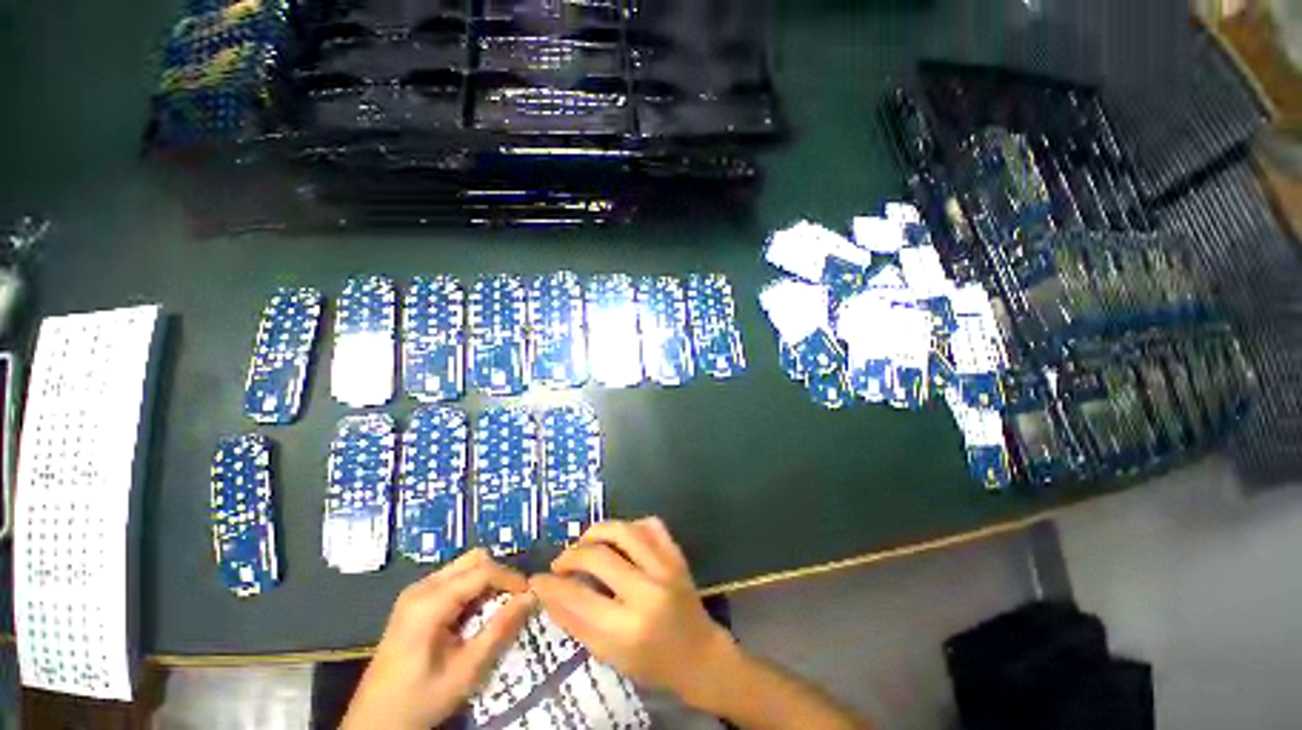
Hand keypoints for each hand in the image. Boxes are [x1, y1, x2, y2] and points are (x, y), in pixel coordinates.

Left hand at [341, 549, 533, 729]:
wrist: (374, 723)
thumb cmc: (421, 699)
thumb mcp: (465, 671)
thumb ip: (499, 630)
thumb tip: (531, 597)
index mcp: (429, 603)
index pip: (481, 571)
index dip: (510, 578)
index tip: (530, 594)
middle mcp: (421, 587)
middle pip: (473, 560)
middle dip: (499, 575)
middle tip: (513, 600)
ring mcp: (415, 592)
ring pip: (464, 566)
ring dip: (486, 581)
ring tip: (498, 608)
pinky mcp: (414, 601)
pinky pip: (453, 579)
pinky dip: (472, 588)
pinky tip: (476, 613)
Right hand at [528, 518, 734, 707]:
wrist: (698, 654)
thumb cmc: (651, 662)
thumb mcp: (608, 654)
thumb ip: (575, 622)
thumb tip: (546, 592)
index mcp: (628, 628)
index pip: (579, 597)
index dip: (552, 585)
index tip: (537, 579)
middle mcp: (648, 592)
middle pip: (600, 556)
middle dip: (572, 555)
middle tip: (561, 562)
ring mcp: (666, 568)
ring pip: (625, 531)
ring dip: (598, 531)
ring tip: (585, 542)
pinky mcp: (677, 555)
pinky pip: (652, 525)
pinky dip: (631, 525)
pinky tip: (620, 538)